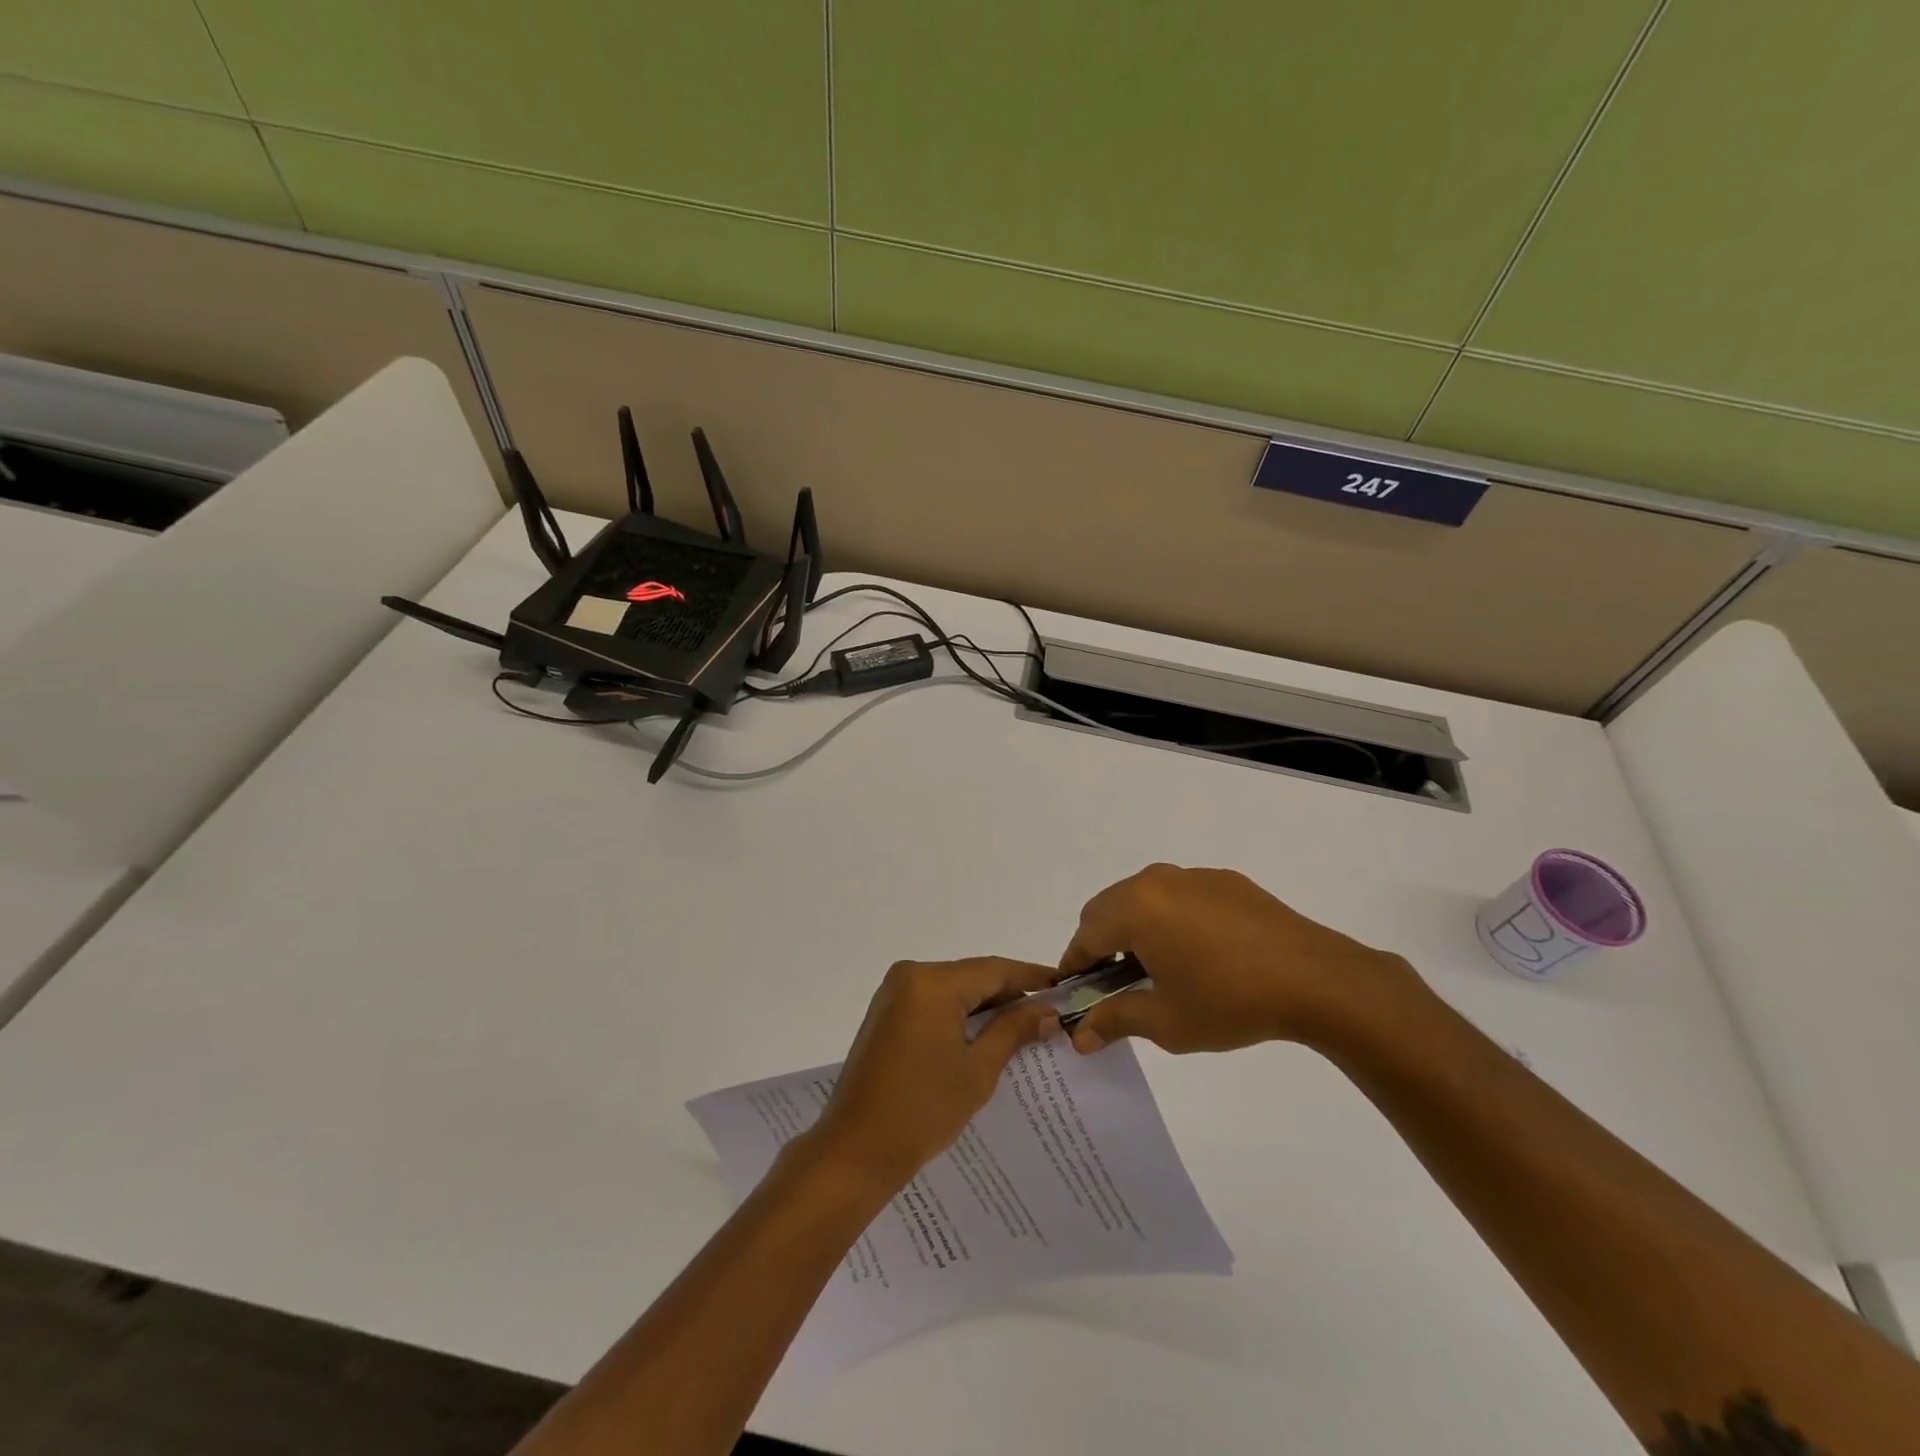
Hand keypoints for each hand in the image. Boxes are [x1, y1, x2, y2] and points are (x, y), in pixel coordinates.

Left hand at [807, 957, 1060, 1190]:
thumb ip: (1013, 1030)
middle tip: (1049, 1011)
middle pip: (972, 976)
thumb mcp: (978, 1069)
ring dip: (985, 1004)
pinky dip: (960, 1013)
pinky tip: (985, 1032)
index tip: (1064, 986)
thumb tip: (1048, 1012)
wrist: (857, 1149)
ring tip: (1025, 1023)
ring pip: (953, 988)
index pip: (994, 969)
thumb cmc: (923, 1109)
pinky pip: (933, 1001)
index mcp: (933, 982)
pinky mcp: (886, 1012)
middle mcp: (910, 975)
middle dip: (1010, 992)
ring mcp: (894, 993)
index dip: (1031, 977)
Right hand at [1060, 864, 1422, 1054]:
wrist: (1316, 979)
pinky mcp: (1225, 881)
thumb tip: (1079, 1037)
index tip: (1076, 993)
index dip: (1075, 966)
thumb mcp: (1166, 1021)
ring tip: (1159, 969)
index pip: (1085, 934)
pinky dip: (1171, 918)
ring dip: (1136, 928)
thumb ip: (1115, 1020)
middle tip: (1115, 985)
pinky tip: (1200, 954)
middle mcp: (1156, 881)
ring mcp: (1193, 876)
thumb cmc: (1230, 1001)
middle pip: (1109, 908)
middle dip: (1102, 943)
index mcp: (1135, 908)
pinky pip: (1180, 895)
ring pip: (1144, 898)